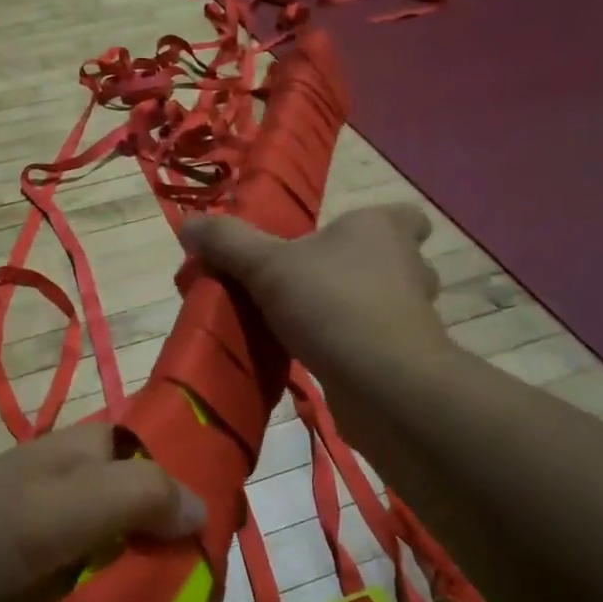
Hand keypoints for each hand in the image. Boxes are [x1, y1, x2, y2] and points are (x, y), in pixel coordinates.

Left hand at [0, 425, 203, 601]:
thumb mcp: (64, 510)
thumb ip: (138, 495)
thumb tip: (203, 509)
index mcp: (87, 449)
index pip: (160, 445)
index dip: (196, 472)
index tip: (229, 520)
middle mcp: (82, 482)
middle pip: (153, 496)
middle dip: (184, 531)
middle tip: (211, 581)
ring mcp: (66, 529)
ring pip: (135, 539)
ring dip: (162, 567)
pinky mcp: (54, 573)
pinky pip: (110, 575)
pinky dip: (134, 592)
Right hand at [179, 205, 452, 443]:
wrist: (384, 385)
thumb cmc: (332, 305)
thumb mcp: (266, 266)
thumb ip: (228, 243)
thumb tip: (188, 224)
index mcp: (382, 229)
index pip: (408, 216)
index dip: (382, 224)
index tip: (340, 240)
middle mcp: (407, 266)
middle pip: (396, 260)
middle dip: (360, 269)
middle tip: (312, 282)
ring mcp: (414, 315)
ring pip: (386, 303)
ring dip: (355, 309)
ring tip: (309, 320)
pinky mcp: (407, 358)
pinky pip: (378, 341)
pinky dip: (354, 346)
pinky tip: (317, 355)